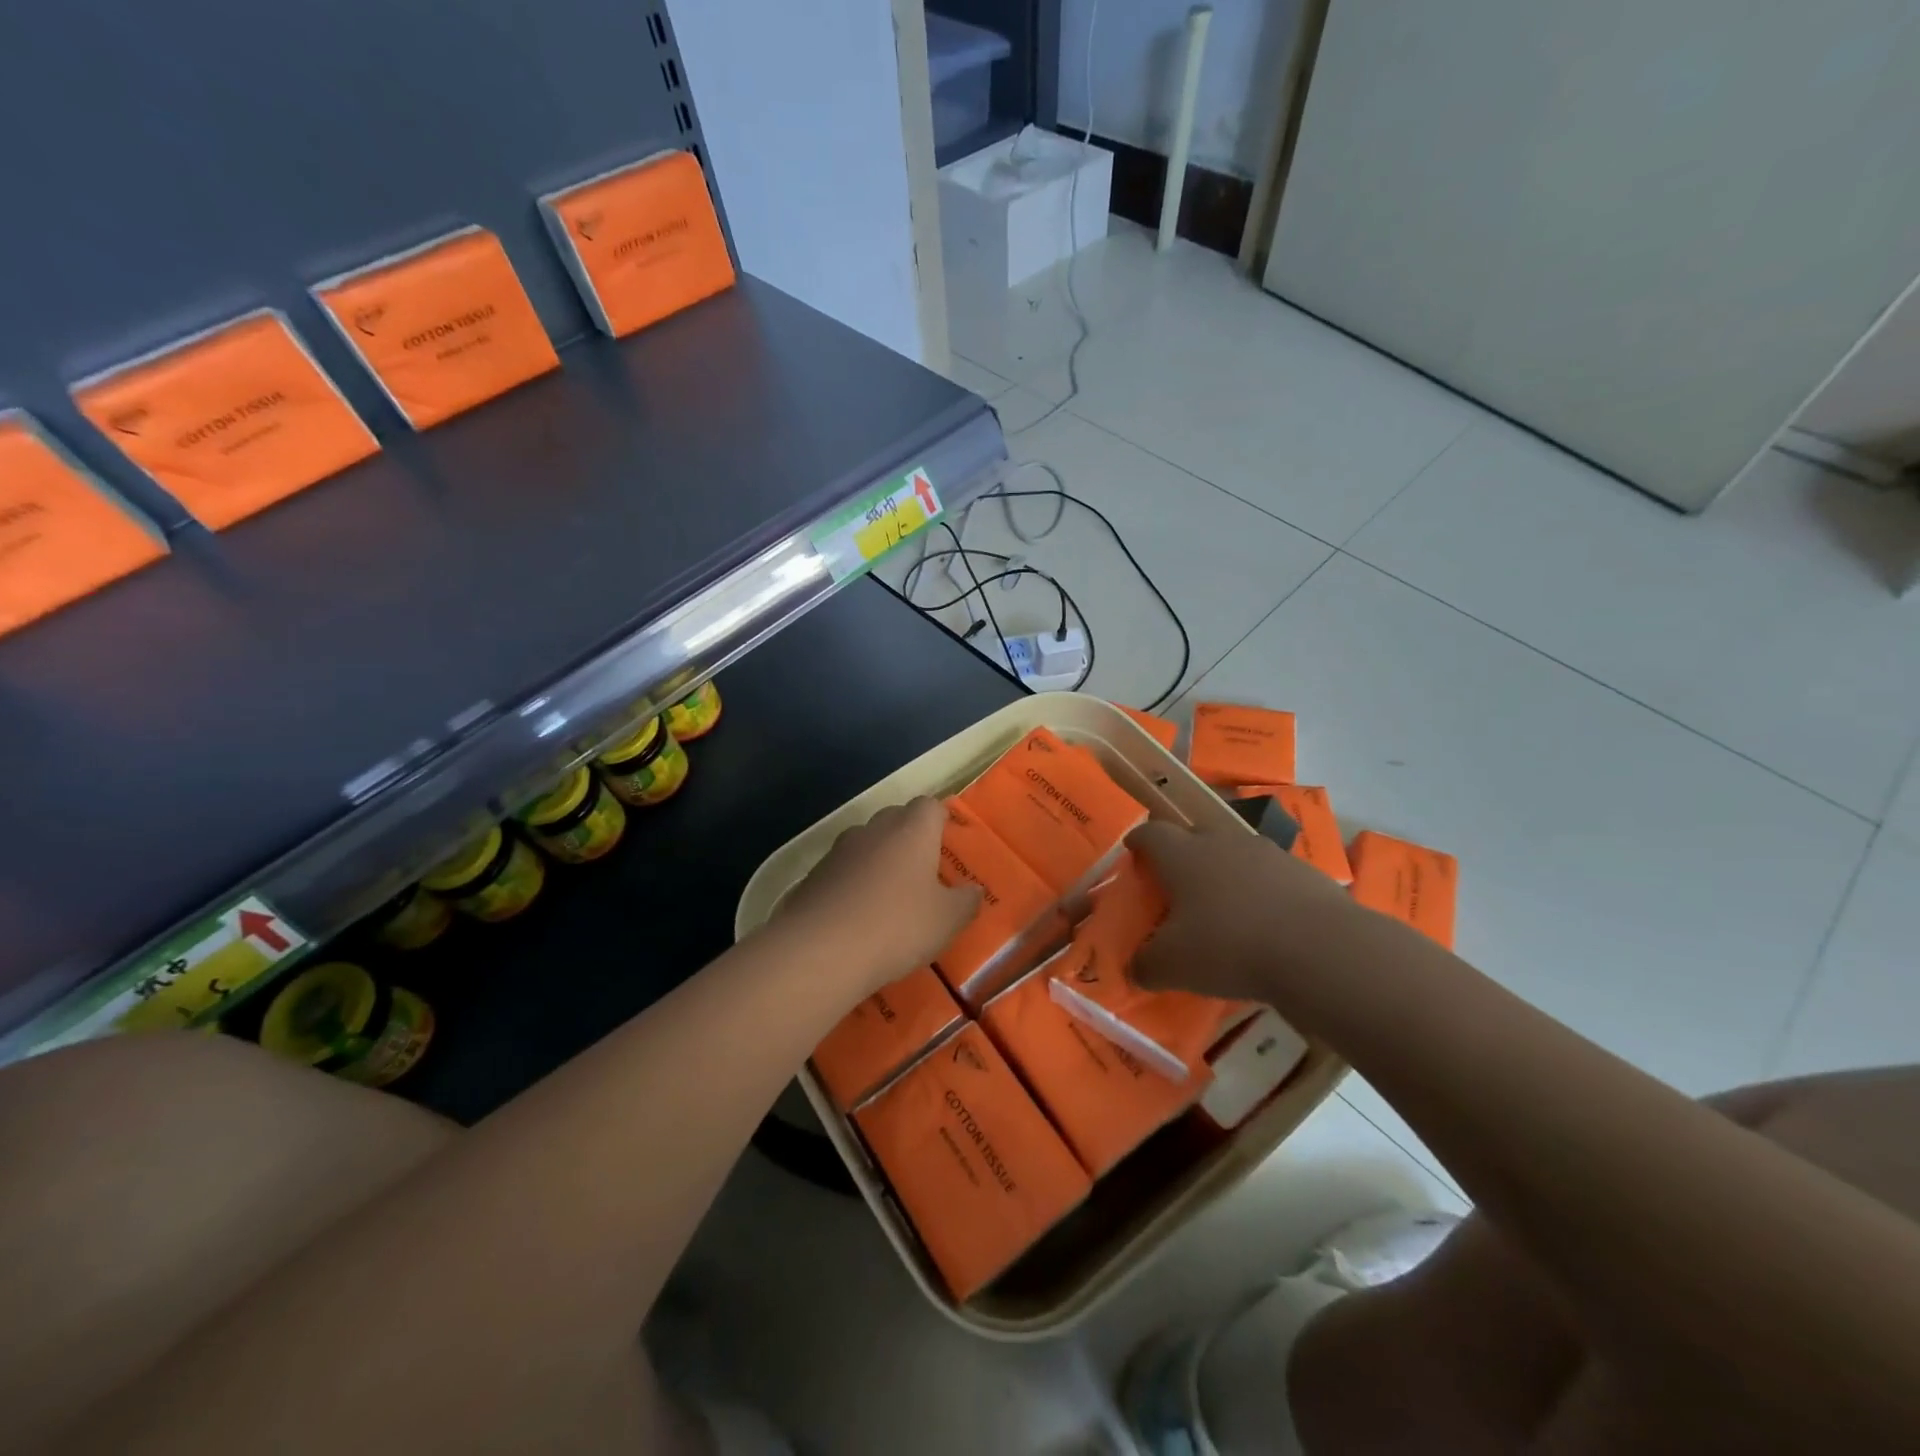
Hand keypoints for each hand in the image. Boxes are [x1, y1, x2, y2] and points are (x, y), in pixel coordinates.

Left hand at [778, 797, 981, 995]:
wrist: (819, 950)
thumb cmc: (896, 926)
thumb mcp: (946, 921)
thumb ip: (966, 902)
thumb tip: (974, 890)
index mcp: (912, 831)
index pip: (928, 806)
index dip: (939, 819)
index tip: (946, 839)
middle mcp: (874, 830)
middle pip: (895, 819)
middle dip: (908, 837)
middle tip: (922, 870)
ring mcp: (839, 851)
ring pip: (865, 843)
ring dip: (877, 860)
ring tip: (888, 895)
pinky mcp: (813, 876)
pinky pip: (841, 870)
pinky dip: (851, 883)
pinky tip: (856, 915)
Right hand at [1129, 817, 1354, 1002]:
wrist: (1319, 949)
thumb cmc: (1229, 946)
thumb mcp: (1172, 966)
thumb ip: (1145, 966)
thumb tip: (1135, 969)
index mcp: (1182, 855)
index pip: (1151, 833)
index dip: (1138, 840)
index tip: (1133, 849)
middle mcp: (1221, 842)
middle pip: (1194, 835)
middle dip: (1183, 853)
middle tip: (1177, 882)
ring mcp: (1267, 853)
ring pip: (1235, 853)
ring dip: (1225, 871)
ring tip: (1224, 904)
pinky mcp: (1304, 872)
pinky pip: (1271, 875)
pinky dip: (1262, 891)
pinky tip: (1266, 922)